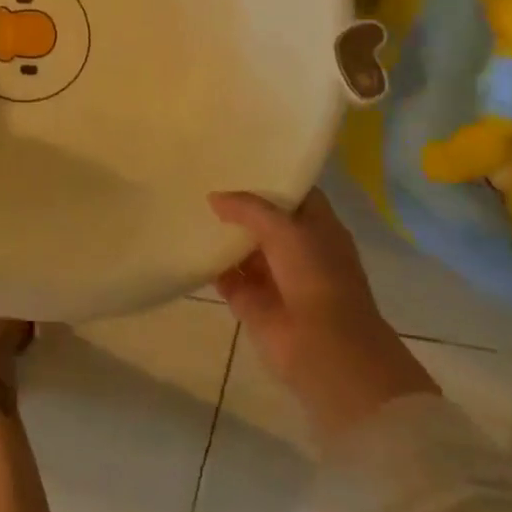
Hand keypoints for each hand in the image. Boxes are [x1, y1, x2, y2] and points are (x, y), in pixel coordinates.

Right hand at [210, 189, 437, 444]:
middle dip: (238, 205)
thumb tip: (214, 198)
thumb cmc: (317, 279)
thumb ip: (249, 208)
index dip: (269, 178)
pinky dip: (210, 265)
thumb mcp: (285, 230)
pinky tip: (187, 244)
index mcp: (319, 228)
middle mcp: (298, 250)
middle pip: (264, 220)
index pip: (293, 194)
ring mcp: (274, 277)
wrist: (325, 350)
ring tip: (188, 207)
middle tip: (203, 179)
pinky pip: (226, 276)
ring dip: (222, 234)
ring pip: (243, 248)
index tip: (238, 161)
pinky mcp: (252, 302)